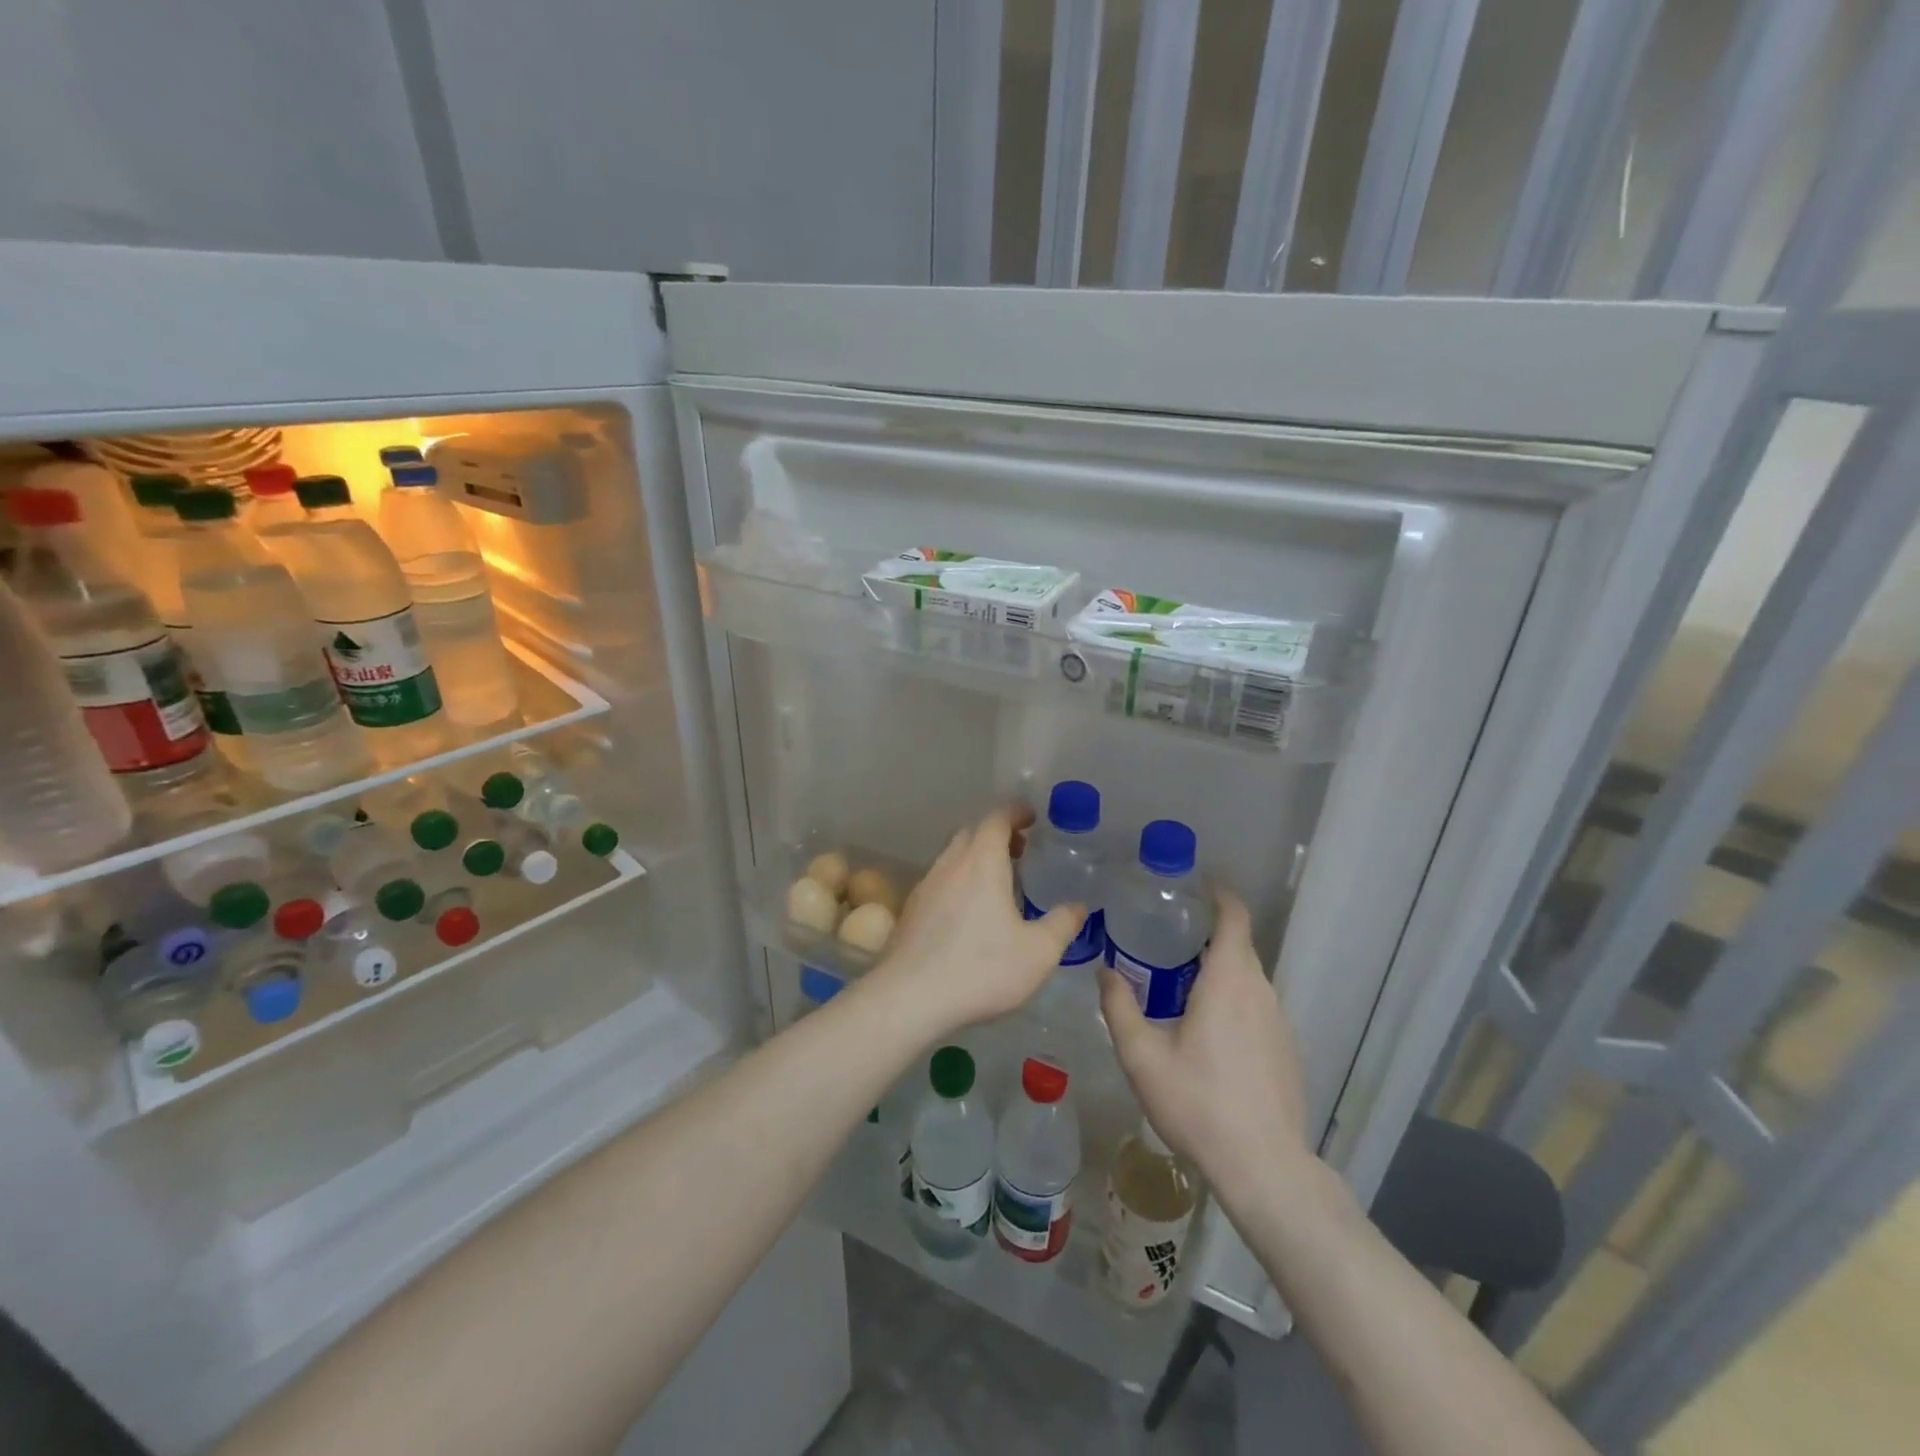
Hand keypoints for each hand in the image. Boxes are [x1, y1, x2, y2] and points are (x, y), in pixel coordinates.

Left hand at [866, 804, 1084, 1040]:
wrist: (909, 997)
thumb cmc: (981, 968)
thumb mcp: (1038, 952)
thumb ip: (1062, 924)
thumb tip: (1079, 906)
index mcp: (981, 861)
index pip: (997, 819)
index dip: (1016, 812)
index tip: (1033, 817)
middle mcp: (950, 864)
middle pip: (972, 832)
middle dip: (997, 834)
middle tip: (1021, 851)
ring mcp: (925, 885)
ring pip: (952, 856)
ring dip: (976, 857)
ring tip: (999, 882)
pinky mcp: (911, 910)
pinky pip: (940, 880)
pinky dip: (959, 880)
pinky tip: (970, 912)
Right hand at [1099, 891, 1310, 1201]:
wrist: (1263, 1167)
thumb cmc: (1198, 1103)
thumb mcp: (1142, 1057)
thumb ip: (1119, 1007)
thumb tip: (1105, 970)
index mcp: (1229, 981)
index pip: (1234, 917)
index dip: (1218, 895)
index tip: (1192, 888)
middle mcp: (1260, 991)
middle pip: (1239, 945)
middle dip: (1207, 934)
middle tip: (1167, 937)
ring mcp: (1280, 1022)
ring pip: (1249, 978)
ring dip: (1220, 970)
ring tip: (1181, 981)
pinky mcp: (1287, 1049)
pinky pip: (1258, 1006)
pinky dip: (1234, 1000)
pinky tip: (1209, 1031)